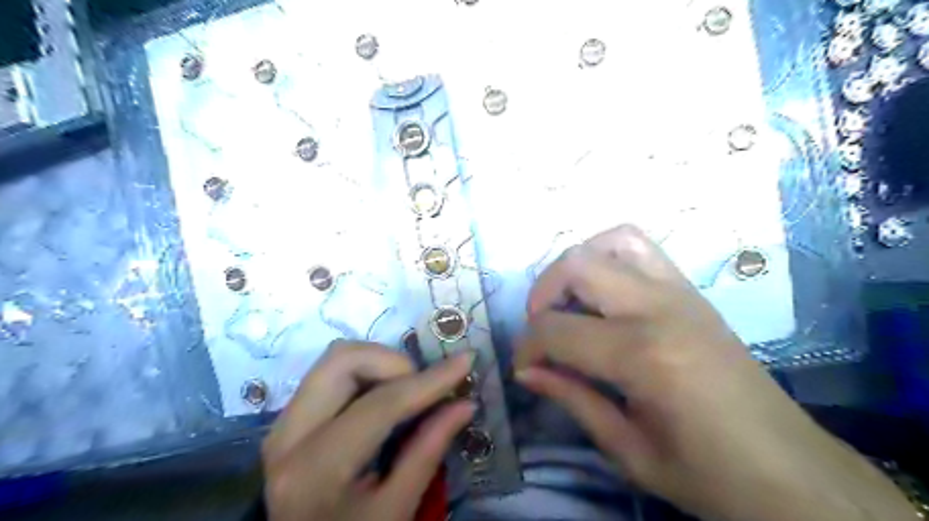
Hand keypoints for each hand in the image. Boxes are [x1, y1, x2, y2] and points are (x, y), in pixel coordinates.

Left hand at [262, 342, 474, 520]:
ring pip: (335, 359)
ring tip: (407, 390)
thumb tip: (464, 403)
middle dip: (394, 362)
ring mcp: (282, 424)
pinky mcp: (287, 419)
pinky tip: (385, 396)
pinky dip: (365, 373)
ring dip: (379, 363)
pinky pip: (330, 374)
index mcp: (315, 469)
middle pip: (343, 360)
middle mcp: (288, 435)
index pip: (380, 404)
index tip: (465, 361)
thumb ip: (428, 451)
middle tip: (423, 386)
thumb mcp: (396, 511)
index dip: (428, 380)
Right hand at [515, 226, 912, 520]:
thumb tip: (526, 371)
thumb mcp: (628, 451)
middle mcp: (659, 308)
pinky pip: (641, 249)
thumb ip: (572, 399)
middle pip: (576, 265)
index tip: (523, 368)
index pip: (556, 329)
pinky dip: (608, 257)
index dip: (526, 347)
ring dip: (576, 265)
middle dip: (541, 295)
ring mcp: (681, 292)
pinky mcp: (693, 292)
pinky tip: (603, 294)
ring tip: (569, 303)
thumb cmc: (709, 474)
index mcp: (643, 355)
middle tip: (542, 331)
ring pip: (611, 240)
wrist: (792, 471)